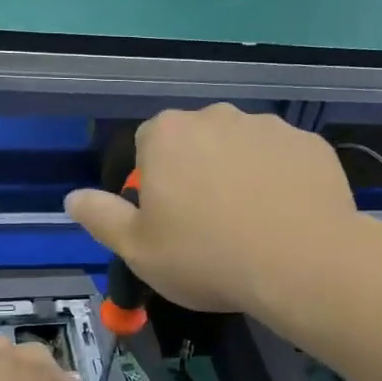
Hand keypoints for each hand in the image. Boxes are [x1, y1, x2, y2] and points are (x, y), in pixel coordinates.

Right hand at [65, 104, 356, 314]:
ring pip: (240, 148)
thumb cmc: (207, 257)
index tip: (166, 220)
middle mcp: (216, 116)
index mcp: (168, 135)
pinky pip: (282, 159)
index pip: (147, 146)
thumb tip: (72, 197)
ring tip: (251, 223)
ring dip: (238, 173)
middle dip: (195, 172)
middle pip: (195, 142)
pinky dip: (279, 180)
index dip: (152, 183)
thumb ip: (101, 217)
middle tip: (207, 224)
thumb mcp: (138, 250)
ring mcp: (268, 126)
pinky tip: (286, 216)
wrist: (302, 264)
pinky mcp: (308, 143)